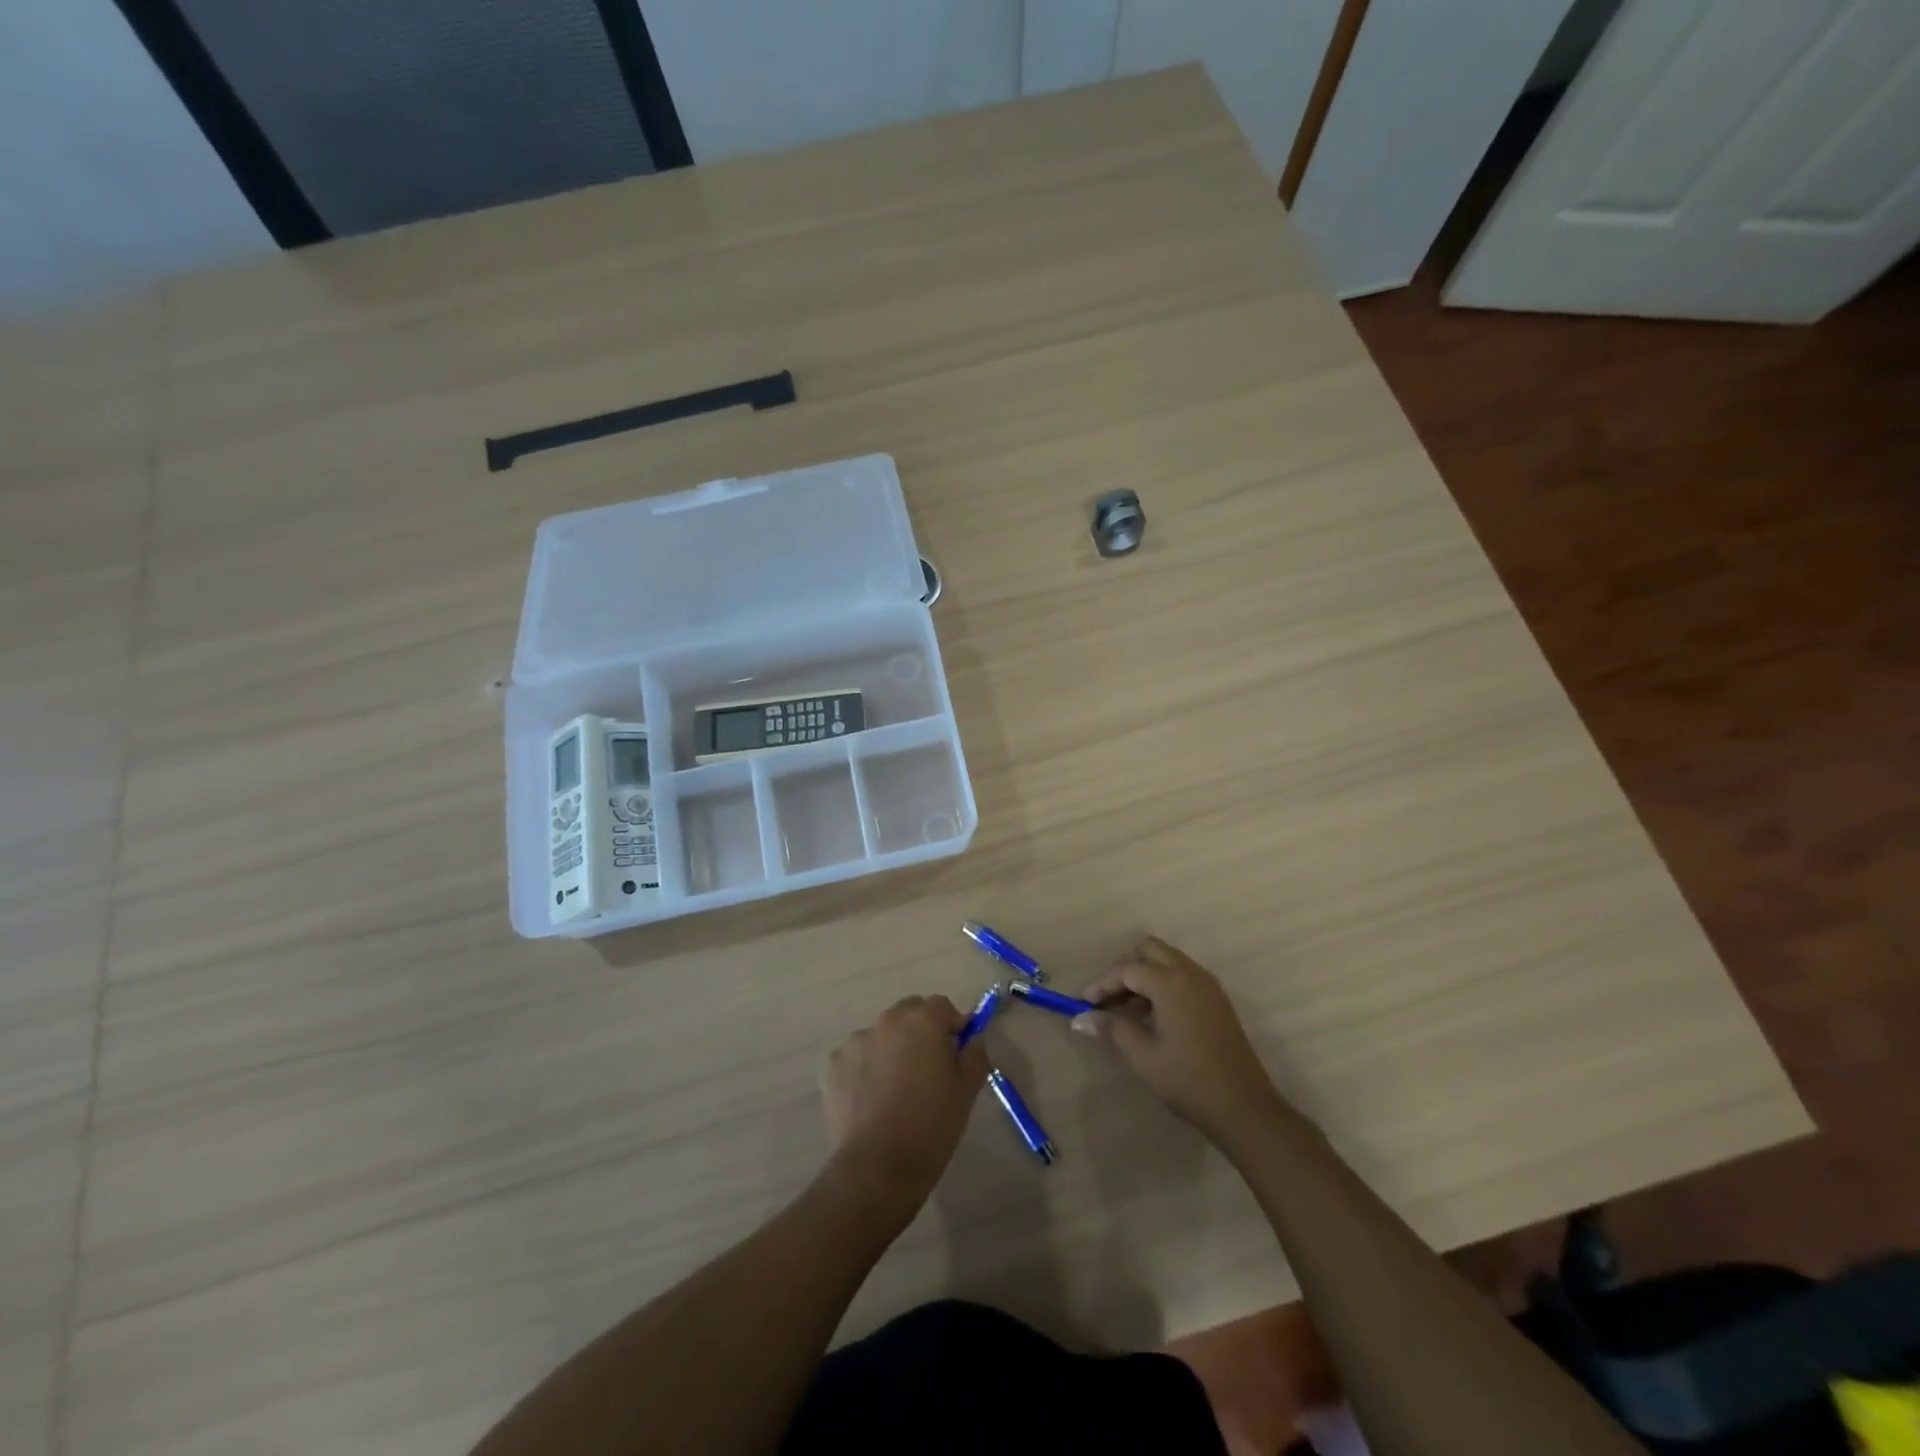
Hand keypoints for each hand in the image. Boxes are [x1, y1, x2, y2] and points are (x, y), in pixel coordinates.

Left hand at [822, 995, 989, 1213]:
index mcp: (922, 1021)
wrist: (878, 1167)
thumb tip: (972, 1039)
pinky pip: (857, 1057)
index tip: (956, 1052)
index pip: (942, 1006)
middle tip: (927, 1069)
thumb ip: (975, 1055)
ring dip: (891, 1049)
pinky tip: (872, 1100)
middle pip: (909, 1014)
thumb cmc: (931, 1126)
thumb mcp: (967, 1091)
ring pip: (881, 1035)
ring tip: (895, 1089)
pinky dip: (866, 1069)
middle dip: (920, 1032)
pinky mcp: (833, 1065)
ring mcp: (855, 1041)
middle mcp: (886, 1021)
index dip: (952, 1025)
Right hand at [1074, 937, 1283, 1144]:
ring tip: (1126, 1008)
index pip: (1127, 970)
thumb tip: (1081, 1019)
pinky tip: (1152, 1014)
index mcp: (1171, 983)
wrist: (1244, 1107)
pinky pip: (1182, 975)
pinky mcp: (1217, 999)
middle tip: (1107, 997)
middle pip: (1149, 950)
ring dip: (1143, 974)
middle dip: (1124, 968)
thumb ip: (1112, 1028)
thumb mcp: (1143, 1055)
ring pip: (1167, 960)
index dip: (1102, 984)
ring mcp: (1207, 985)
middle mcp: (1190, 973)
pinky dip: (1162, 983)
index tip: (1083, 1003)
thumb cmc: (1188, 1080)